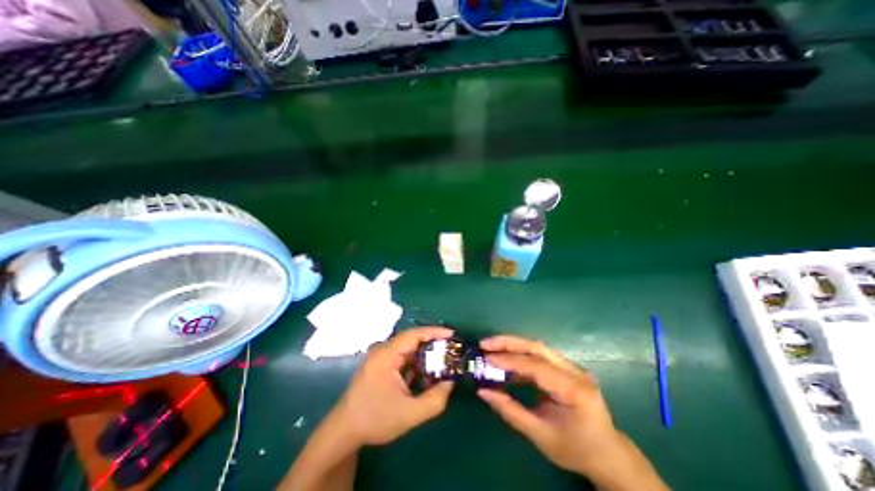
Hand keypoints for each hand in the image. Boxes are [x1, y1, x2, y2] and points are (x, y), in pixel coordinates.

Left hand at [333, 328, 458, 447]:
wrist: (344, 431)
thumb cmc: (375, 419)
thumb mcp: (409, 414)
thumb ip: (435, 400)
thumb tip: (450, 382)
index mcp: (386, 355)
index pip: (414, 335)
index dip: (435, 332)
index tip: (452, 335)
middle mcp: (382, 349)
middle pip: (412, 340)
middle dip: (433, 346)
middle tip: (451, 352)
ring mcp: (380, 356)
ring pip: (408, 350)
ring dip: (424, 358)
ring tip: (441, 368)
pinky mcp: (380, 363)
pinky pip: (402, 358)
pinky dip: (415, 365)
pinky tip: (423, 379)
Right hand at [476, 335, 667, 490]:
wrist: (608, 454)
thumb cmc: (577, 449)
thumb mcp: (541, 436)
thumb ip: (511, 411)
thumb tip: (483, 392)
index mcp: (575, 390)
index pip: (537, 367)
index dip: (510, 361)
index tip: (487, 358)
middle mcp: (575, 372)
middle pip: (538, 347)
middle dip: (509, 342)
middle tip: (486, 343)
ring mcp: (572, 367)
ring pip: (538, 348)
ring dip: (513, 345)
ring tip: (491, 347)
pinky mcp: (567, 368)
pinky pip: (540, 356)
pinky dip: (520, 356)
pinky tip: (506, 361)